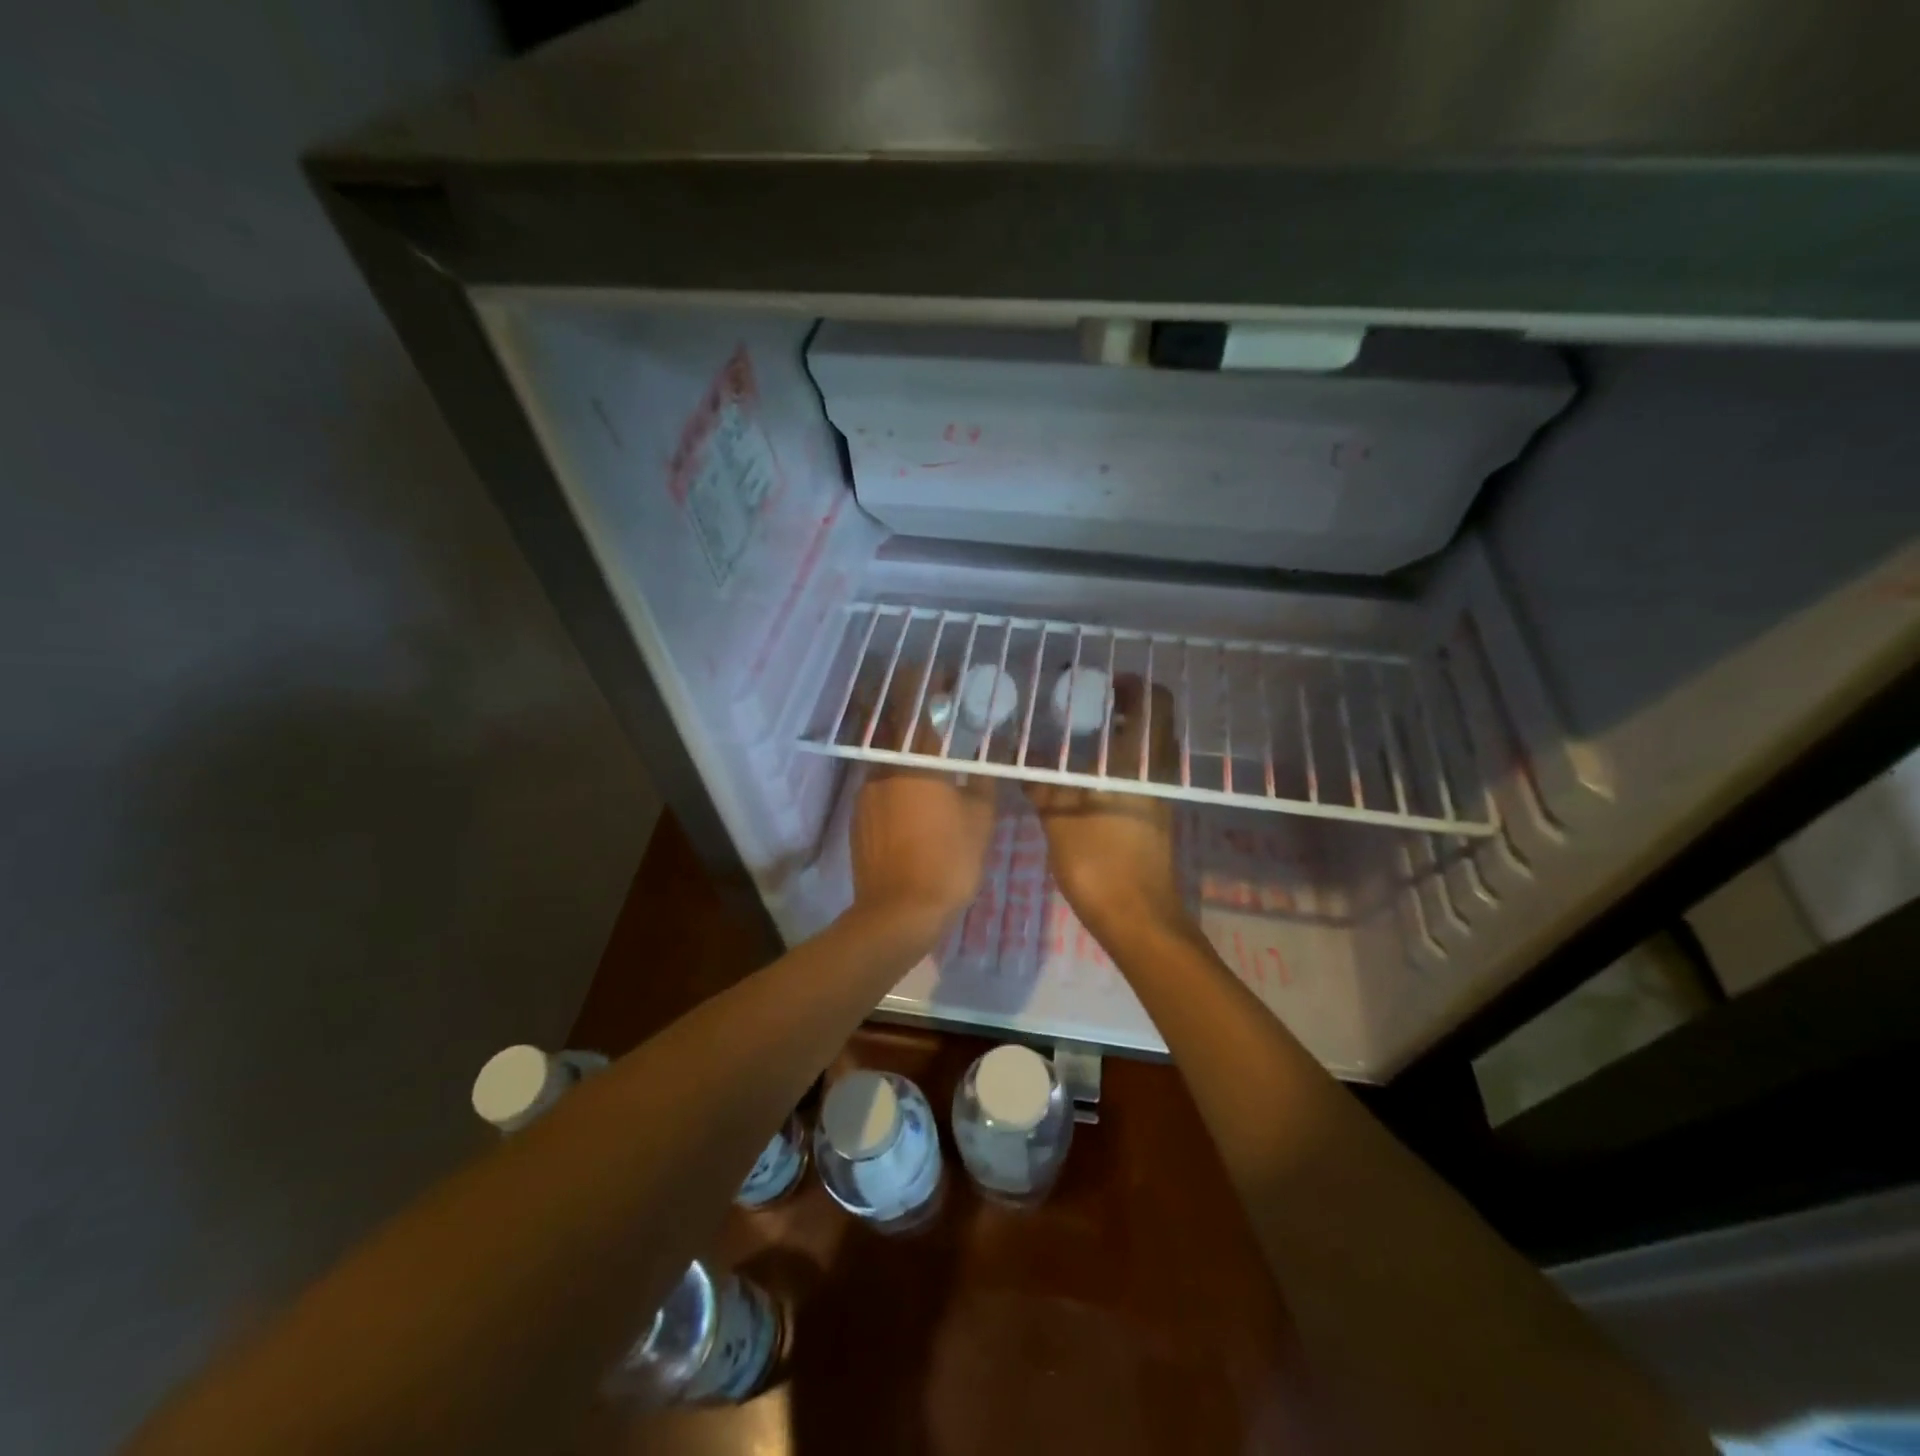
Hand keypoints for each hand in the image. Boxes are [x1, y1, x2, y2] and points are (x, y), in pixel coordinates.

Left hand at [847, 683, 997, 953]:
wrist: (897, 913)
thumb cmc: (948, 861)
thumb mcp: (981, 818)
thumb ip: (983, 779)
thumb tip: (987, 756)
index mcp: (917, 761)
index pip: (919, 706)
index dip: (929, 683)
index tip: (943, 673)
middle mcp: (885, 768)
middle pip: (898, 726)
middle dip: (916, 711)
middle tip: (940, 709)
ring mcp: (866, 793)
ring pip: (888, 757)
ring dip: (907, 747)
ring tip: (933, 754)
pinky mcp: (859, 817)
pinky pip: (880, 784)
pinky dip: (897, 777)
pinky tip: (915, 795)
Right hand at [1025, 676, 1188, 941]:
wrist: (1136, 919)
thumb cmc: (1100, 862)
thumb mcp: (1059, 818)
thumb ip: (1042, 784)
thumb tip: (1020, 759)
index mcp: (1140, 764)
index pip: (1155, 705)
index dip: (1135, 686)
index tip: (1103, 681)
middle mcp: (1155, 774)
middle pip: (1150, 726)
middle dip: (1121, 710)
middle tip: (1082, 705)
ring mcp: (1156, 799)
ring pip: (1143, 753)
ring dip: (1117, 739)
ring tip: (1075, 738)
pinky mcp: (1151, 820)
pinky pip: (1136, 777)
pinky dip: (1115, 766)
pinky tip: (1080, 778)